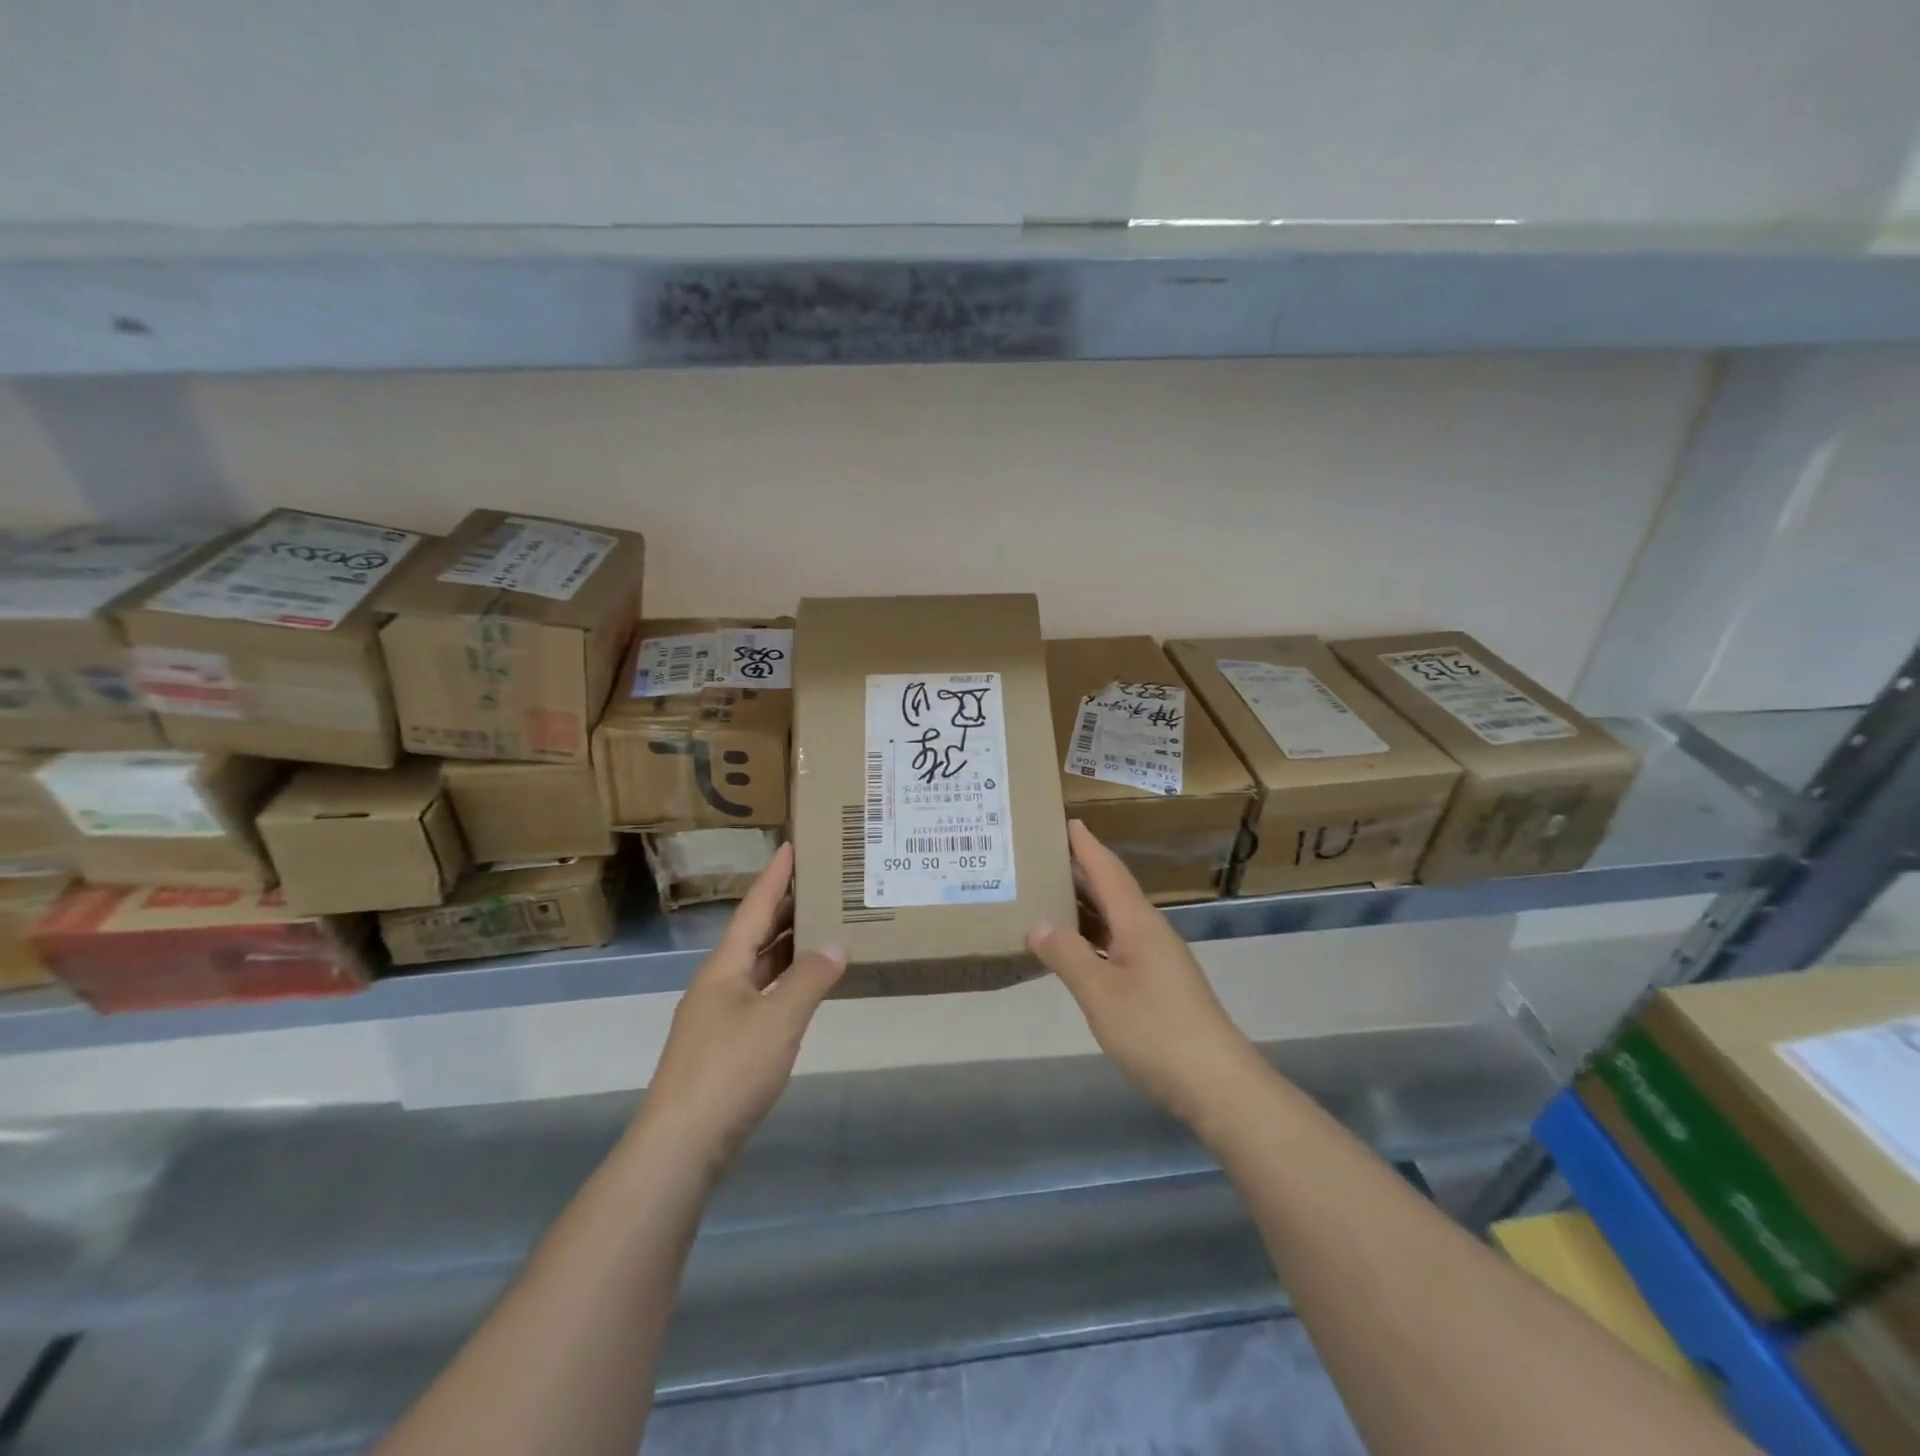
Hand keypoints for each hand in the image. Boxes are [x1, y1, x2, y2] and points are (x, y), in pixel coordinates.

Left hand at [632, 843, 844, 1180]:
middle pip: (756, 934)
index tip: (791, 844)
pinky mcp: (726, 1045)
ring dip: (788, 946)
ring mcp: (720, 1015)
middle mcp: (719, 983)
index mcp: (725, 967)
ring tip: (823, 926)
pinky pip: (762, 995)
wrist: (681, 1145)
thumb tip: (836, 943)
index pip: (754, 908)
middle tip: (822, 883)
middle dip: (786, 907)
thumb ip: (810, 979)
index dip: (775, 876)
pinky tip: (807, 986)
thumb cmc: (729, 1070)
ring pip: (759, 967)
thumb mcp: (778, 1020)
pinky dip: (786, 982)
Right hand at [1029, 821, 1266, 1133]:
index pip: (1108, 871)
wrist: (1217, 1083)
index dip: (1087, 846)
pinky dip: (1093, 938)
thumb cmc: (1155, 1030)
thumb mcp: (1100, 992)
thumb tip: (1038, 924)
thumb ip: (1067, 955)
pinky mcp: (1160, 985)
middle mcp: (1150, 932)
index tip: (1067, 820)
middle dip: (1081, 871)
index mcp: (1138, 923)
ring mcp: (1158, 959)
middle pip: (1112, 891)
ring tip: (1049, 898)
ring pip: (1115, 920)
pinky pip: (1118, 945)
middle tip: (1044, 857)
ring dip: (1085, 906)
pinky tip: (1075, 951)